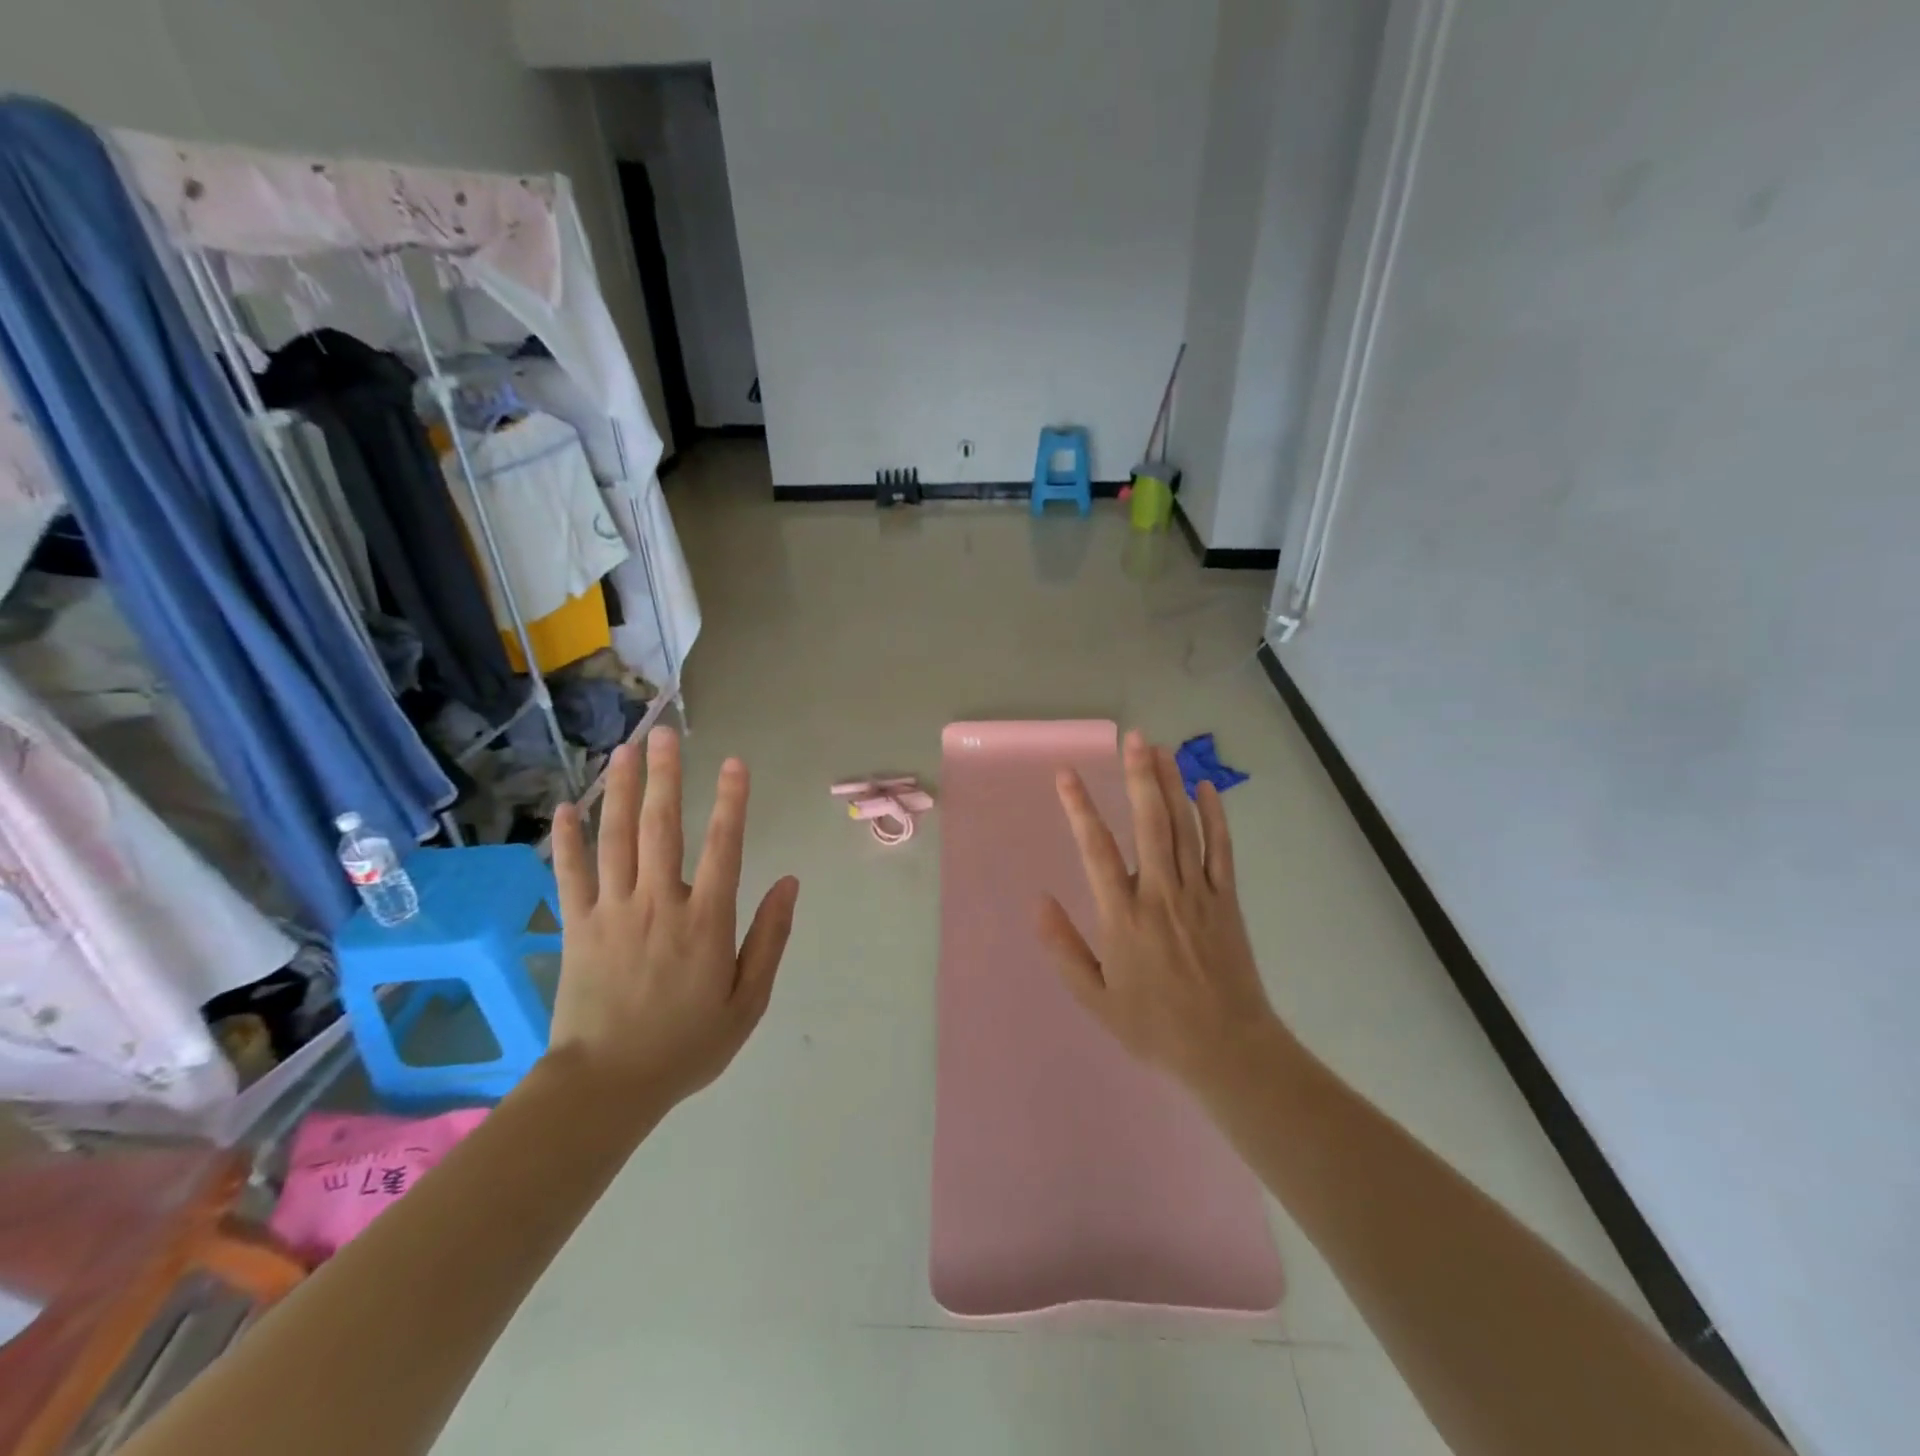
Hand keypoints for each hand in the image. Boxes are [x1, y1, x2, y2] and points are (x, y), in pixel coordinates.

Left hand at [547, 727, 799, 1110]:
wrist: (606, 1086)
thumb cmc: (686, 1044)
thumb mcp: (747, 1000)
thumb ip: (770, 938)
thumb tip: (790, 883)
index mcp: (705, 921)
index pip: (724, 846)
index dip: (732, 801)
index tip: (735, 763)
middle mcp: (659, 902)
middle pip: (662, 827)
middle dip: (666, 776)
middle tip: (666, 734)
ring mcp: (612, 911)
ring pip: (616, 838)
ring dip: (622, 790)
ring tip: (625, 750)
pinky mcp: (577, 926)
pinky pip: (571, 874)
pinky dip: (568, 839)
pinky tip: (567, 807)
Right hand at [1039, 730, 1293, 1094]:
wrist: (1227, 1049)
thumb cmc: (1154, 1025)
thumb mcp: (1095, 997)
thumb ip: (1063, 948)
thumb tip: (1038, 900)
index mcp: (1123, 916)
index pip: (1096, 849)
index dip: (1079, 807)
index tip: (1066, 774)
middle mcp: (1160, 894)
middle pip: (1150, 823)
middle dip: (1140, 777)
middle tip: (1133, 738)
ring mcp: (1198, 893)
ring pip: (1184, 827)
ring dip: (1171, 785)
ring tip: (1161, 748)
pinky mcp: (1226, 900)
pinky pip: (1221, 849)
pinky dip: (1215, 816)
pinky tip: (1206, 787)